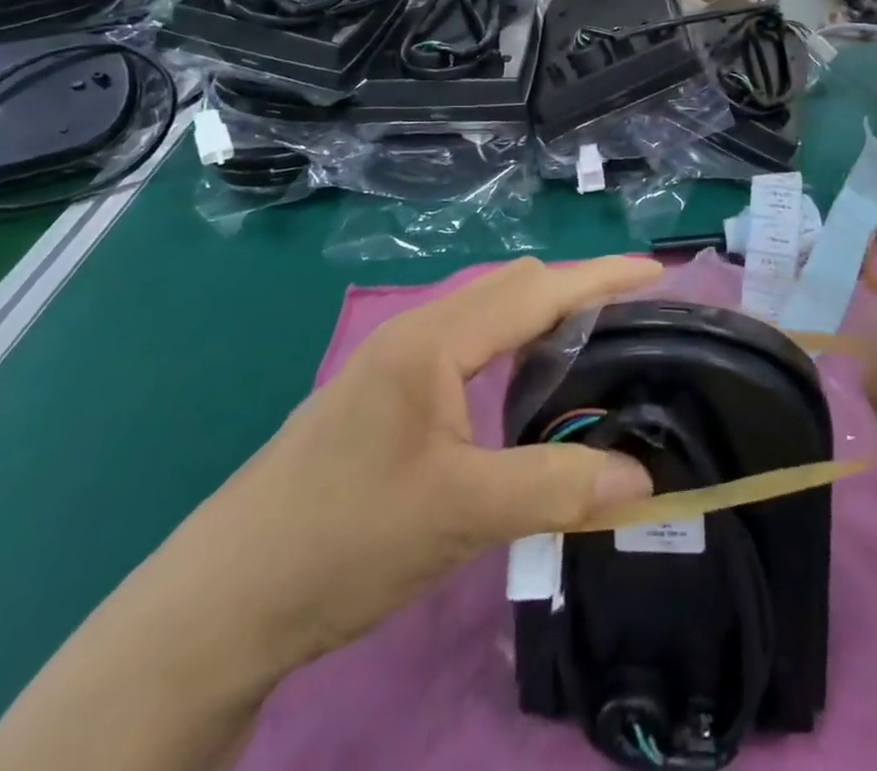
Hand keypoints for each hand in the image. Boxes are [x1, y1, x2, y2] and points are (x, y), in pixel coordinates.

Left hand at [175, 257, 660, 680]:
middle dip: (577, 289)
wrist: (217, 604)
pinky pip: (466, 344)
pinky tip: (524, 387)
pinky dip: (512, 346)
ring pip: (487, 314)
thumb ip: (555, 487)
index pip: (537, 289)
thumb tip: (644, 481)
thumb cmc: (339, 540)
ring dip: (542, 316)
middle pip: (513, 287)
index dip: (601, 277)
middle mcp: (415, 333)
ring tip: (594, 345)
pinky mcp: (383, 396)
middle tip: (636, 318)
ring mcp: (394, 362)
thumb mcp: (459, 514)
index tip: (659, 272)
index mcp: (434, 340)